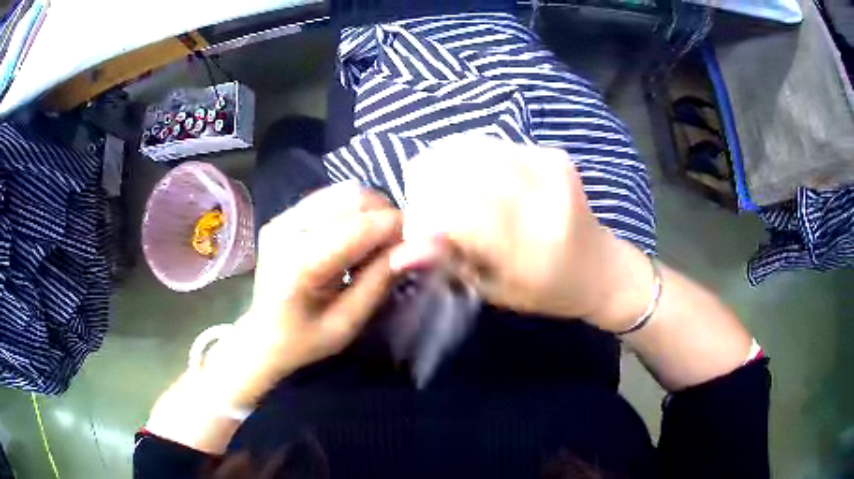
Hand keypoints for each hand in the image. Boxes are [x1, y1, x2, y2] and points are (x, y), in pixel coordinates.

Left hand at [204, 182, 401, 406]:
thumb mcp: (347, 323)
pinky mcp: (283, 216)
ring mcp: (282, 218)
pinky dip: (352, 212)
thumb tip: (421, 247)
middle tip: (394, 249)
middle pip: (353, 198)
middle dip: (385, 217)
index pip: (361, 226)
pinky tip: (353, 239)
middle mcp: (287, 229)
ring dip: (370, 213)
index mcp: (299, 262)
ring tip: (373, 246)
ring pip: (344, 192)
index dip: (397, 229)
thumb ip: (381, 280)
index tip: (417, 246)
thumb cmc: (304, 340)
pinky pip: (330, 198)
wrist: (261, 337)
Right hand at [392, 135, 652, 331]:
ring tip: (444, 190)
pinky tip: (472, 178)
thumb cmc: (546, 290)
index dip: (424, 215)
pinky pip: (492, 144)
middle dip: (427, 184)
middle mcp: (542, 199)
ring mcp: (550, 168)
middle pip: (459, 170)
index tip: (417, 230)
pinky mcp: (552, 154)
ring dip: (445, 166)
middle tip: (427, 205)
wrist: (601, 267)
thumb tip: (403, 248)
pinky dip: (468, 158)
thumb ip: (450, 263)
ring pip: (471, 149)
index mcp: (530, 246)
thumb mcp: (494, 290)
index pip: (455, 212)